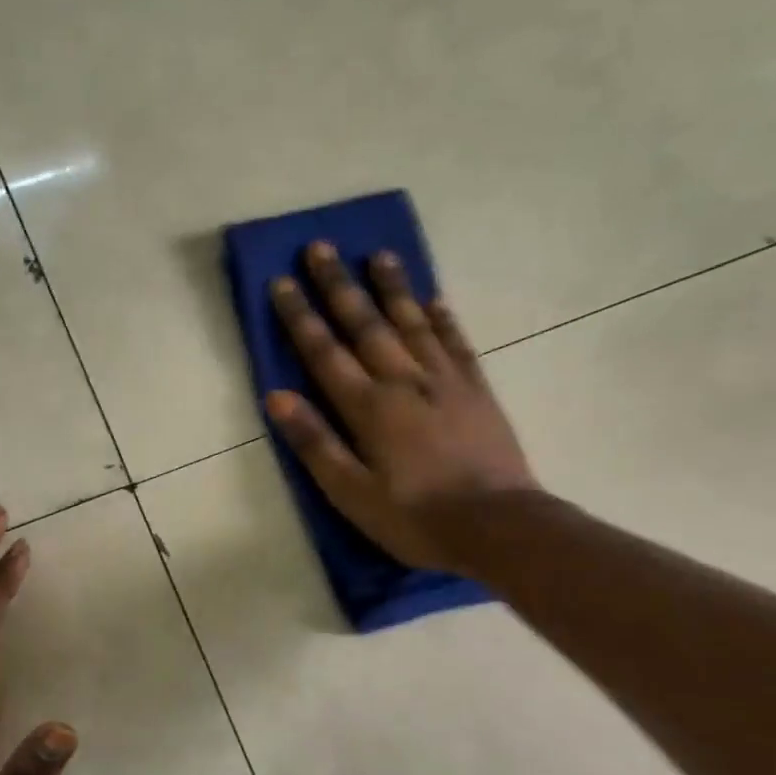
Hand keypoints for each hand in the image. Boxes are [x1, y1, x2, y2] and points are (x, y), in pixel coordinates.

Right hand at [265, 240, 538, 574]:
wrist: (499, 527)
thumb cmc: (415, 518)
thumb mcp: (352, 493)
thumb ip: (315, 443)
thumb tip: (276, 397)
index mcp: (369, 408)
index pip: (325, 353)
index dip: (300, 317)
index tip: (282, 281)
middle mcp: (404, 381)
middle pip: (366, 325)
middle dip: (339, 286)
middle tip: (320, 247)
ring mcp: (445, 381)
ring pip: (412, 323)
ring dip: (392, 288)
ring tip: (378, 255)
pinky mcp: (476, 390)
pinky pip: (455, 343)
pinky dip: (442, 318)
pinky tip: (433, 299)